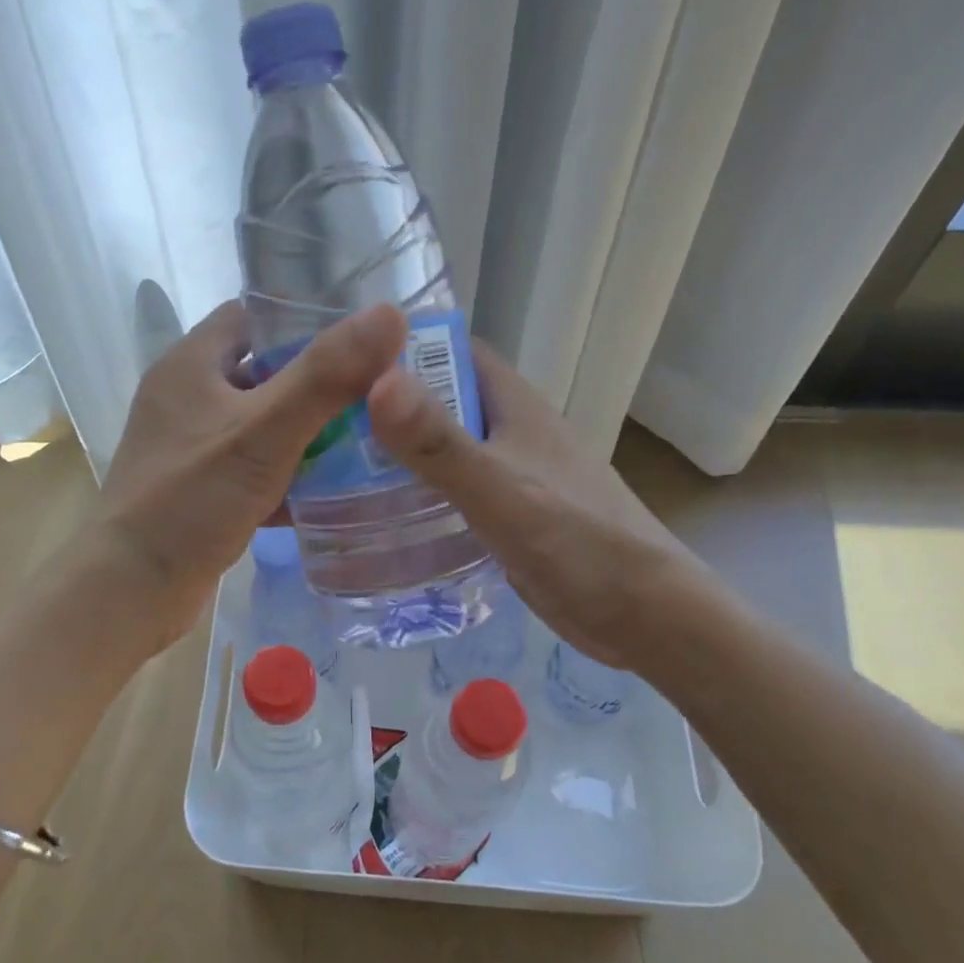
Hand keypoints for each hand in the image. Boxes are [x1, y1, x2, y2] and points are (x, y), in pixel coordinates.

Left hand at [94, 299, 406, 651]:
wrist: (131, 590)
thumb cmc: (191, 501)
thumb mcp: (263, 433)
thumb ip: (325, 377)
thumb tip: (388, 315)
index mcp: (191, 364)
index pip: (253, 315)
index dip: (305, 319)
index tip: (360, 338)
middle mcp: (187, 397)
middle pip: (263, 372)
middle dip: (318, 383)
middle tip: (377, 394)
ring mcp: (191, 446)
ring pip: (262, 425)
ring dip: (307, 433)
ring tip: (369, 441)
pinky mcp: (200, 489)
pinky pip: (254, 468)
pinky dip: (288, 475)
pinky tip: (332, 493)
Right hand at [366, 342, 694, 669]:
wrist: (642, 613)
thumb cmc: (575, 540)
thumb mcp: (499, 488)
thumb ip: (437, 443)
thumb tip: (374, 379)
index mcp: (513, 404)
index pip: (450, 351)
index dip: (399, 349)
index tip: (339, 363)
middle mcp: (510, 430)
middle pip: (439, 401)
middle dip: (386, 407)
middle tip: (321, 426)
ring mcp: (510, 474)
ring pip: (443, 449)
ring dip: (399, 454)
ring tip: (334, 470)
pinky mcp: (507, 516)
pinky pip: (452, 492)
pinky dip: (419, 495)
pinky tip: (381, 516)